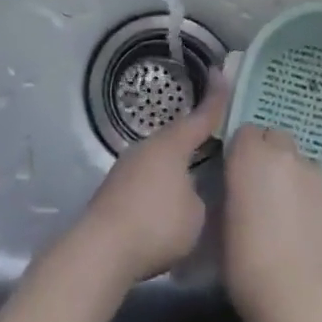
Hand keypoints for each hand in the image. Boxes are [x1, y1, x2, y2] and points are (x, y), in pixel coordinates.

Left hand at [74, 70, 228, 283]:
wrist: (102, 249)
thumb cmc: (157, 224)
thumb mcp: (196, 214)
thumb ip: (199, 195)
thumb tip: (189, 192)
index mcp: (171, 145)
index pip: (200, 117)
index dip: (215, 98)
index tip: (220, 73)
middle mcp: (147, 147)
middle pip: (177, 136)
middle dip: (195, 137)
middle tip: (216, 136)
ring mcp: (127, 167)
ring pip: (160, 158)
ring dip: (176, 165)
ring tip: (194, 175)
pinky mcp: (115, 189)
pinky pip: (147, 177)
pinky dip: (161, 183)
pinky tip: (167, 201)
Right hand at [222, 123, 321, 321]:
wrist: (298, 298)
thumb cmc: (245, 263)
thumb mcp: (222, 220)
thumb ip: (234, 190)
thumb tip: (242, 188)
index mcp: (250, 155)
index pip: (246, 133)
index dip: (244, 153)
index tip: (241, 177)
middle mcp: (287, 155)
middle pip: (279, 140)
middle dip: (273, 159)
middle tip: (269, 195)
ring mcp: (321, 175)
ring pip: (307, 168)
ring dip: (299, 184)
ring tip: (297, 223)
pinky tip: (319, 238)